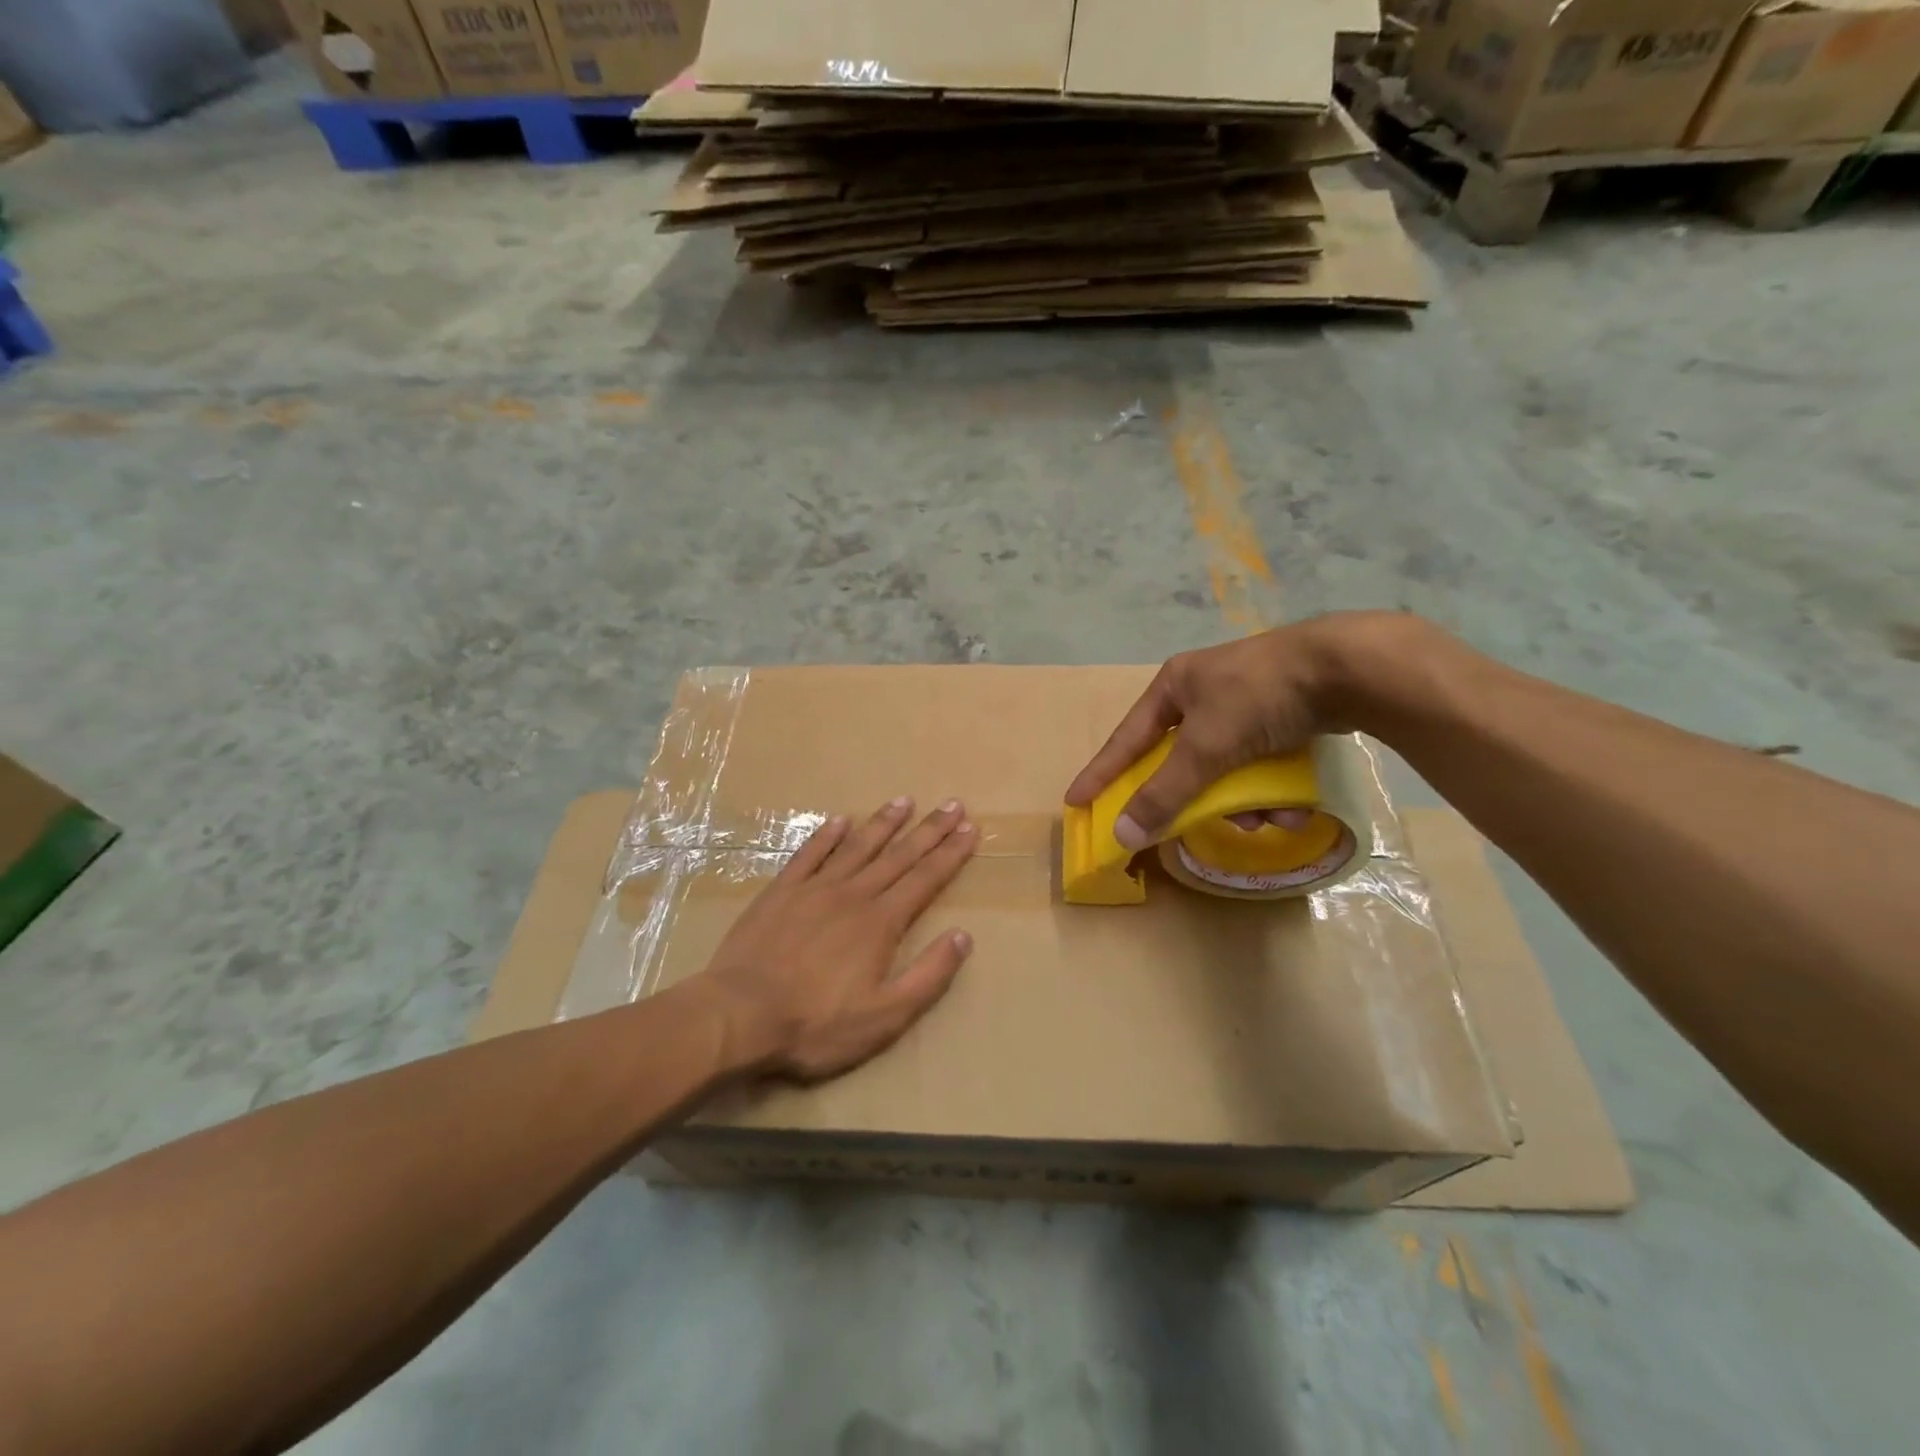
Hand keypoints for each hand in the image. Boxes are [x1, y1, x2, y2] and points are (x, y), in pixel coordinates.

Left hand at [695, 797, 978, 1081]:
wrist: (740, 1015)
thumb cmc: (816, 1024)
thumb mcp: (885, 1016)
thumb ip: (928, 975)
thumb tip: (963, 936)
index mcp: (881, 922)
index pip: (925, 879)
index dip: (951, 854)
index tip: (970, 829)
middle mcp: (853, 894)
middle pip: (899, 855)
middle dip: (929, 829)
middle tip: (952, 804)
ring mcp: (814, 889)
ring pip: (857, 847)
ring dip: (884, 823)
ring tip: (904, 801)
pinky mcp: (780, 892)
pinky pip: (808, 854)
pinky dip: (826, 835)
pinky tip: (839, 820)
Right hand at [1065, 613, 1407, 849]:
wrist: (1347, 669)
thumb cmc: (1259, 698)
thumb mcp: (1206, 748)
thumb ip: (1164, 793)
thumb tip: (1122, 835)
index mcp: (1174, 686)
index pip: (1126, 739)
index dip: (1101, 773)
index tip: (1076, 801)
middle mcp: (1203, 692)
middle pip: (1181, 760)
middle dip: (1194, 798)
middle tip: (1189, 826)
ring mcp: (1244, 703)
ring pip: (1224, 769)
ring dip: (1242, 802)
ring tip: (1266, 819)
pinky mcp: (1282, 716)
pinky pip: (1259, 764)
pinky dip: (1270, 790)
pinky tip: (1293, 808)